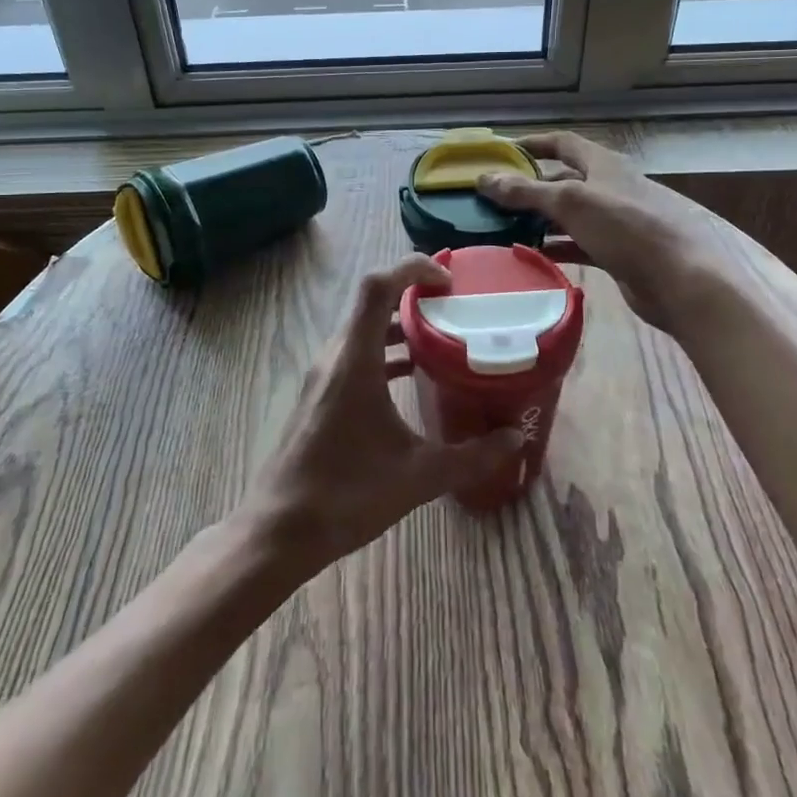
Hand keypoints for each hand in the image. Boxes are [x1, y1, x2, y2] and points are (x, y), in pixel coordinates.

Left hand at [242, 255, 523, 576]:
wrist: (280, 528)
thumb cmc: (346, 494)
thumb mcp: (418, 476)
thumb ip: (471, 456)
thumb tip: (516, 439)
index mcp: (354, 360)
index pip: (377, 286)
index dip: (412, 267)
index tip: (449, 280)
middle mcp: (335, 356)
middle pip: (372, 301)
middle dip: (413, 293)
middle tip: (456, 304)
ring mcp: (324, 375)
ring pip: (364, 329)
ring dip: (399, 324)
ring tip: (443, 335)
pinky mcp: (321, 393)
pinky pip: (356, 354)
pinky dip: (385, 351)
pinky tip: (412, 374)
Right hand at [479, 131, 727, 334]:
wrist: (678, 279)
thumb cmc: (625, 227)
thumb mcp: (571, 202)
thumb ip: (526, 191)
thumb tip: (484, 178)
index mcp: (603, 164)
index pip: (563, 142)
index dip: (533, 143)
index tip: (502, 152)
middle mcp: (609, 187)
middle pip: (563, 179)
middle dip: (531, 186)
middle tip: (495, 198)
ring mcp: (615, 220)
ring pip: (569, 214)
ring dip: (540, 218)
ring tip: (505, 227)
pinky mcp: (617, 251)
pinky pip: (579, 243)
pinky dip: (556, 246)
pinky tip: (533, 254)